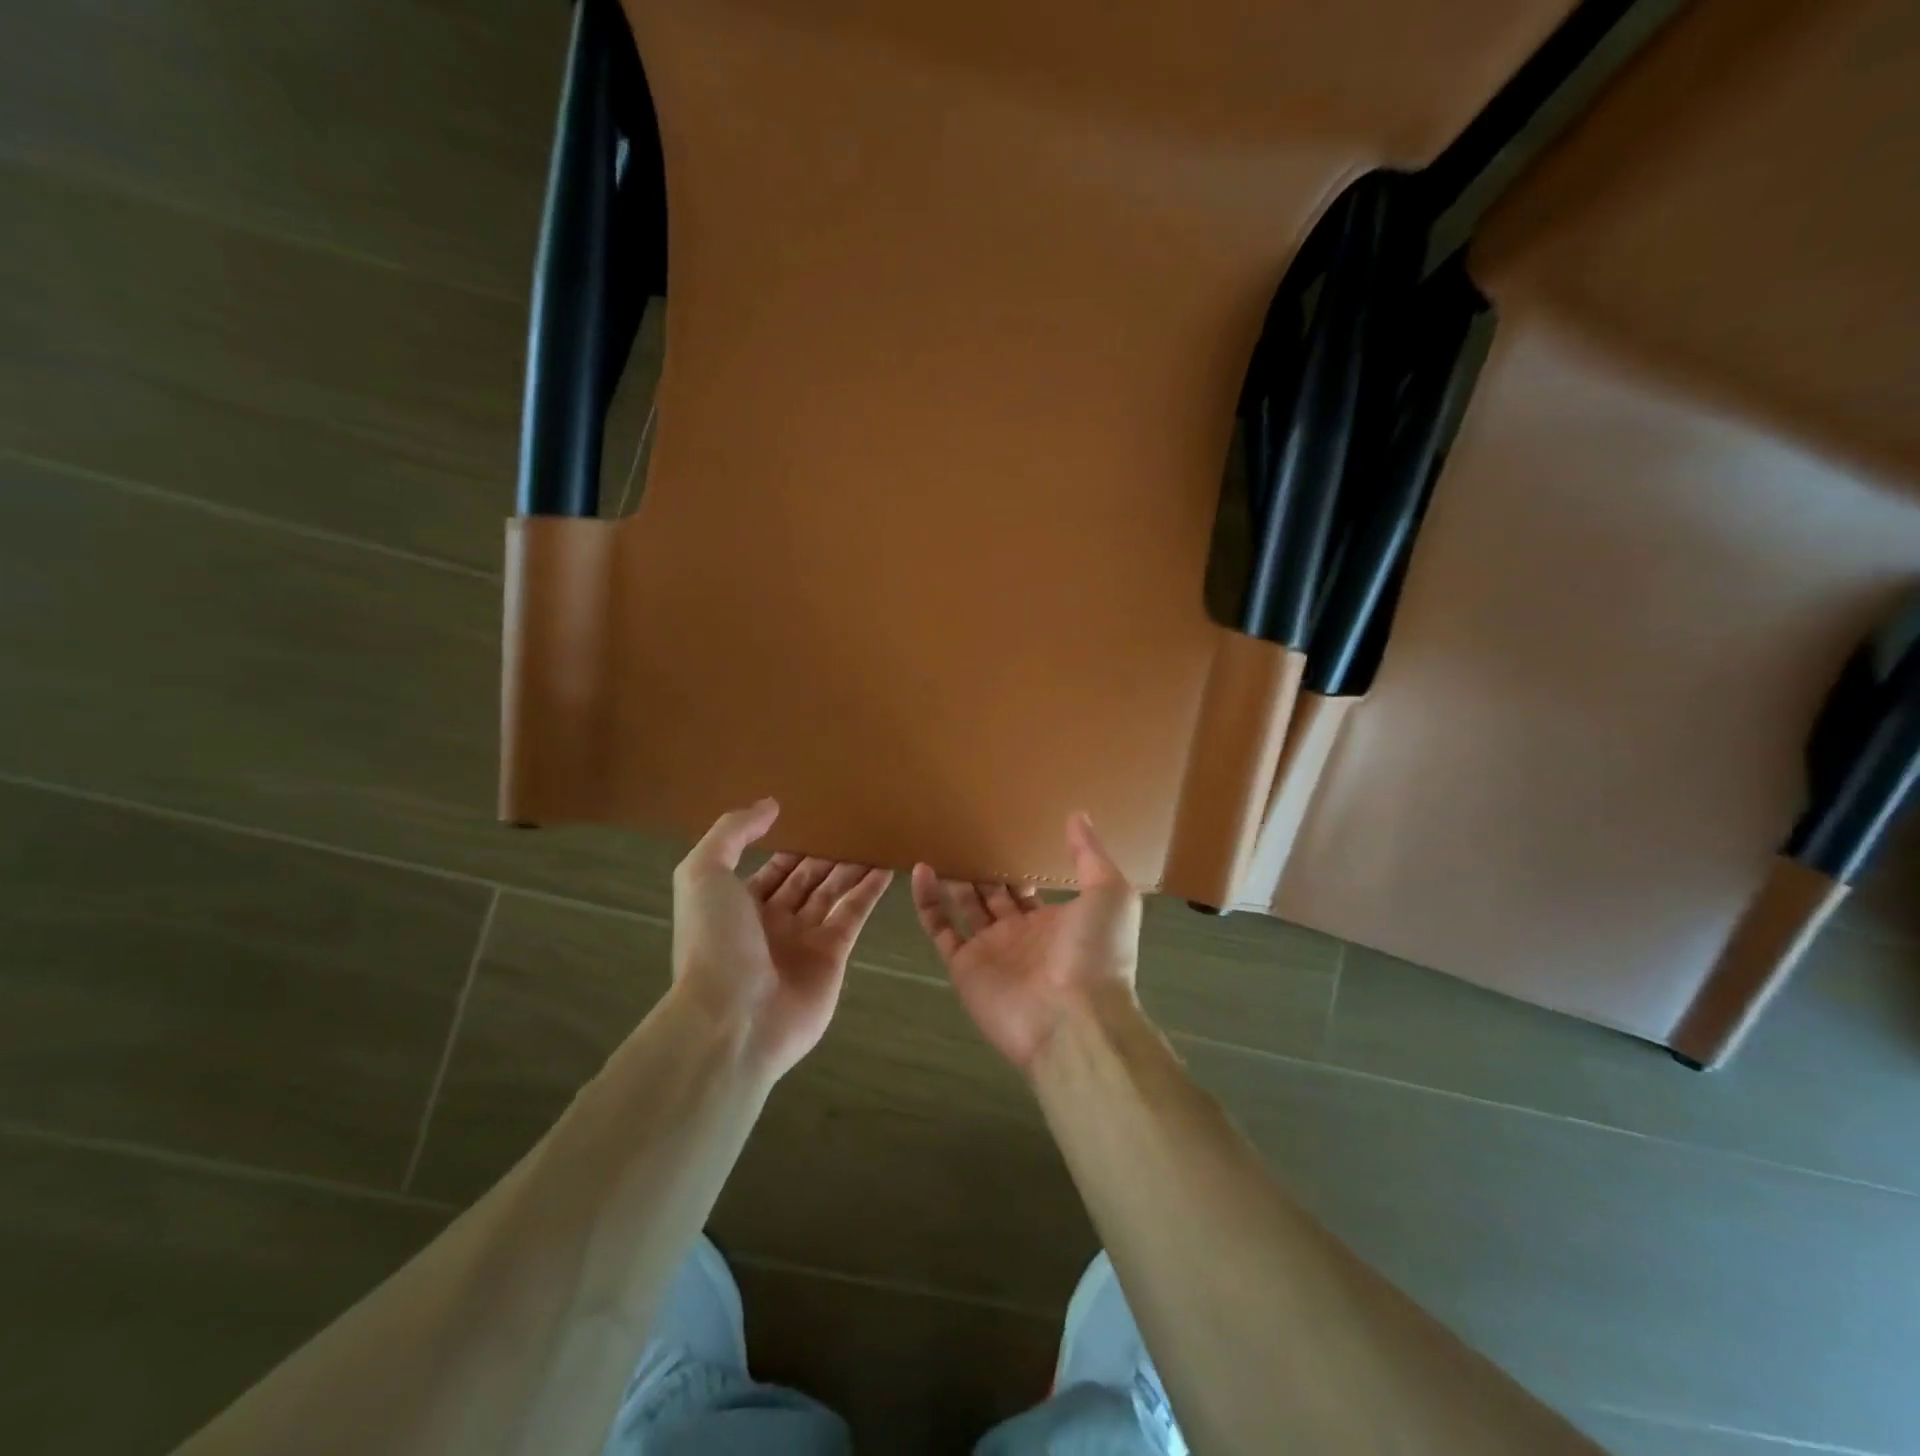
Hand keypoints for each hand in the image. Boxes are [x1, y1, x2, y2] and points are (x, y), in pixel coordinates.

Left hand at [671, 799, 891, 1080]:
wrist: (733, 1018)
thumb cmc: (714, 941)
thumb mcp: (704, 874)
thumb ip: (733, 833)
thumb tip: (770, 805)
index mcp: (738, 905)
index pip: (772, 869)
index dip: (792, 845)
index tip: (816, 818)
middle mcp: (772, 922)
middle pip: (806, 879)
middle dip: (826, 854)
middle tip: (854, 823)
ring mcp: (804, 940)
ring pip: (833, 892)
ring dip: (852, 866)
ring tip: (875, 836)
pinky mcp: (834, 955)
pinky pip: (854, 913)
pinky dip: (870, 889)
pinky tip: (886, 864)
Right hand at [911, 812, 1142, 1072]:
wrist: (1076, 1020)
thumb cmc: (1098, 952)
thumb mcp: (1109, 893)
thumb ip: (1090, 855)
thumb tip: (1077, 815)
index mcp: (1055, 921)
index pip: (1028, 888)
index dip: (1016, 863)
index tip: (1000, 831)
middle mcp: (1021, 935)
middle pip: (994, 895)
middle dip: (981, 869)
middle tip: (962, 833)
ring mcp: (990, 951)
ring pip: (965, 907)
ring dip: (953, 879)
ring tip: (939, 844)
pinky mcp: (964, 967)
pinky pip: (940, 929)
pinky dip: (927, 901)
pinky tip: (920, 870)